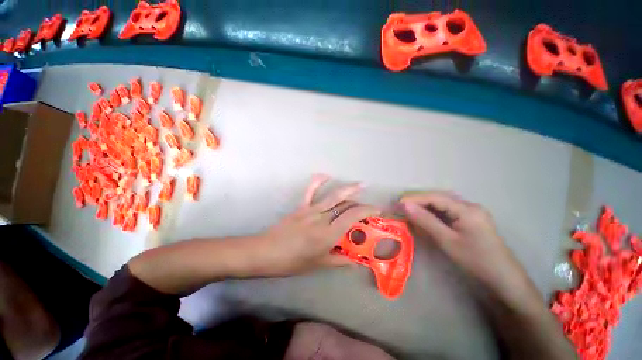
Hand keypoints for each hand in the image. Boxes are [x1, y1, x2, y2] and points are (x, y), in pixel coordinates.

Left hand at [254, 175, 379, 276]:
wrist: (265, 252)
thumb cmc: (292, 261)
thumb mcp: (318, 264)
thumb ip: (339, 260)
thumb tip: (356, 261)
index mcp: (328, 234)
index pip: (353, 216)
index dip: (367, 210)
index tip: (377, 211)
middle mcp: (322, 218)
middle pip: (346, 205)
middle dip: (360, 203)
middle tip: (368, 207)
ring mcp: (311, 210)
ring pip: (334, 196)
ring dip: (349, 189)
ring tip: (360, 184)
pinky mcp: (301, 206)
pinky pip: (310, 191)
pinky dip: (318, 181)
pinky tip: (326, 175)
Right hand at [400, 192, 534, 301]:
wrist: (503, 279)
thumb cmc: (475, 260)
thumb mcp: (447, 241)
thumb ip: (425, 221)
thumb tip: (405, 205)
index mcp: (467, 209)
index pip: (435, 197)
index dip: (414, 198)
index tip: (397, 203)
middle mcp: (470, 205)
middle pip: (439, 197)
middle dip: (418, 200)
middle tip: (401, 206)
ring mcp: (471, 212)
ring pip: (442, 203)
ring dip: (425, 205)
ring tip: (409, 210)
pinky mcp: (470, 219)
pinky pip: (448, 210)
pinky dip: (433, 212)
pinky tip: (425, 216)